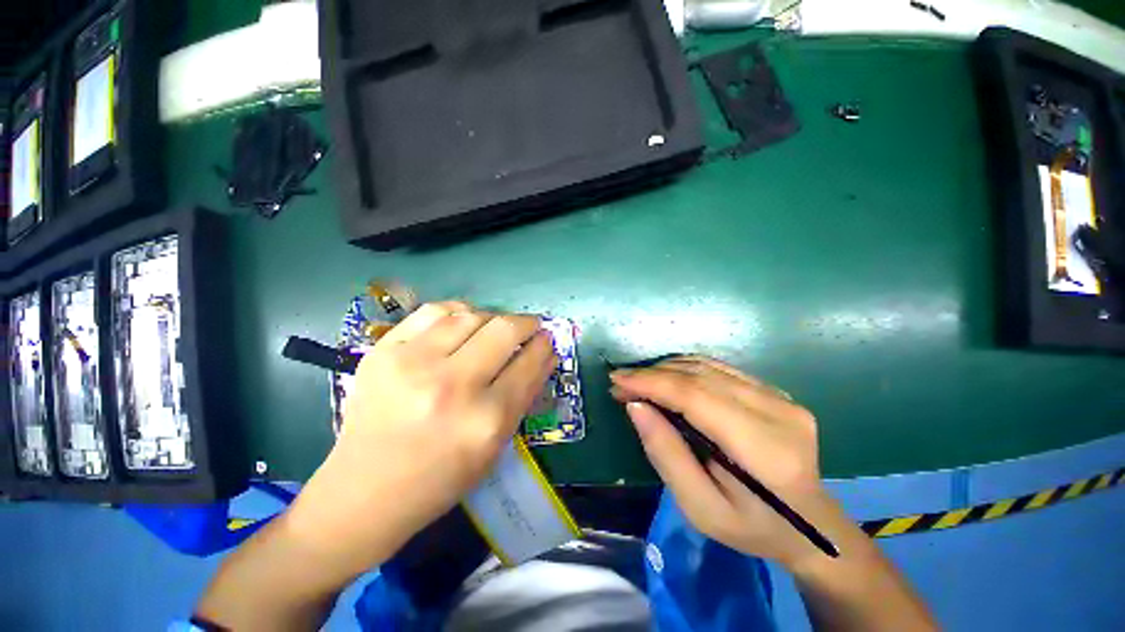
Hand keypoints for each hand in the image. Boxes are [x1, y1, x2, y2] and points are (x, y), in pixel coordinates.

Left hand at [291, 301, 556, 569]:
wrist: (364, 492)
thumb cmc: (440, 478)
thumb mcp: (495, 445)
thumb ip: (525, 394)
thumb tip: (546, 353)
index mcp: (485, 419)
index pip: (528, 364)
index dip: (544, 345)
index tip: (548, 338)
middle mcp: (452, 386)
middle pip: (503, 329)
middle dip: (526, 323)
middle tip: (530, 327)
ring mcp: (412, 363)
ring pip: (470, 314)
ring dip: (492, 317)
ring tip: (494, 328)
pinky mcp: (383, 352)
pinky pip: (434, 311)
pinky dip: (457, 311)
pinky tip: (462, 322)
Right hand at [610, 356, 832, 568]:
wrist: (810, 527)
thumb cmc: (751, 528)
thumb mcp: (699, 508)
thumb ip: (666, 454)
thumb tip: (636, 405)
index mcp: (765, 452)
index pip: (697, 397)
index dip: (652, 383)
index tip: (617, 380)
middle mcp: (779, 414)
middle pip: (702, 376)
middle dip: (653, 374)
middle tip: (621, 382)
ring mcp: (781, 398)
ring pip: (709, 366)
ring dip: (667, 368)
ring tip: (639, 381)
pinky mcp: (776, 392)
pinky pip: (721, 368)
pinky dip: (686, 368)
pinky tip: (667, 379)